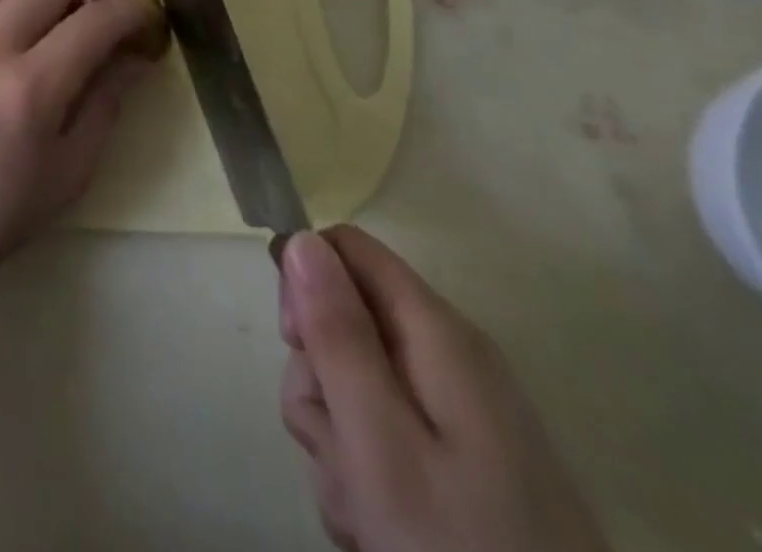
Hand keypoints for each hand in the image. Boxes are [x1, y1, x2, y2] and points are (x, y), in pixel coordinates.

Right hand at [278, 228, 609, 551]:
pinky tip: (380, 525)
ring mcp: (460, 411)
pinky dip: (366, 471)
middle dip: (319, 378)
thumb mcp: (380, 443)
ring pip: (355, 381)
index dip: (305, 283)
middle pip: (345, 318)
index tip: (296, 346)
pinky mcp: (465, 460)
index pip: (346, 248)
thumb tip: (301, 237)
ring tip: (363, 507)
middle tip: (337, 444)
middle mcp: (450, 355)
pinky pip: (385, 430)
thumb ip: (337, 334)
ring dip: (337, 436)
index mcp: (437, 333)